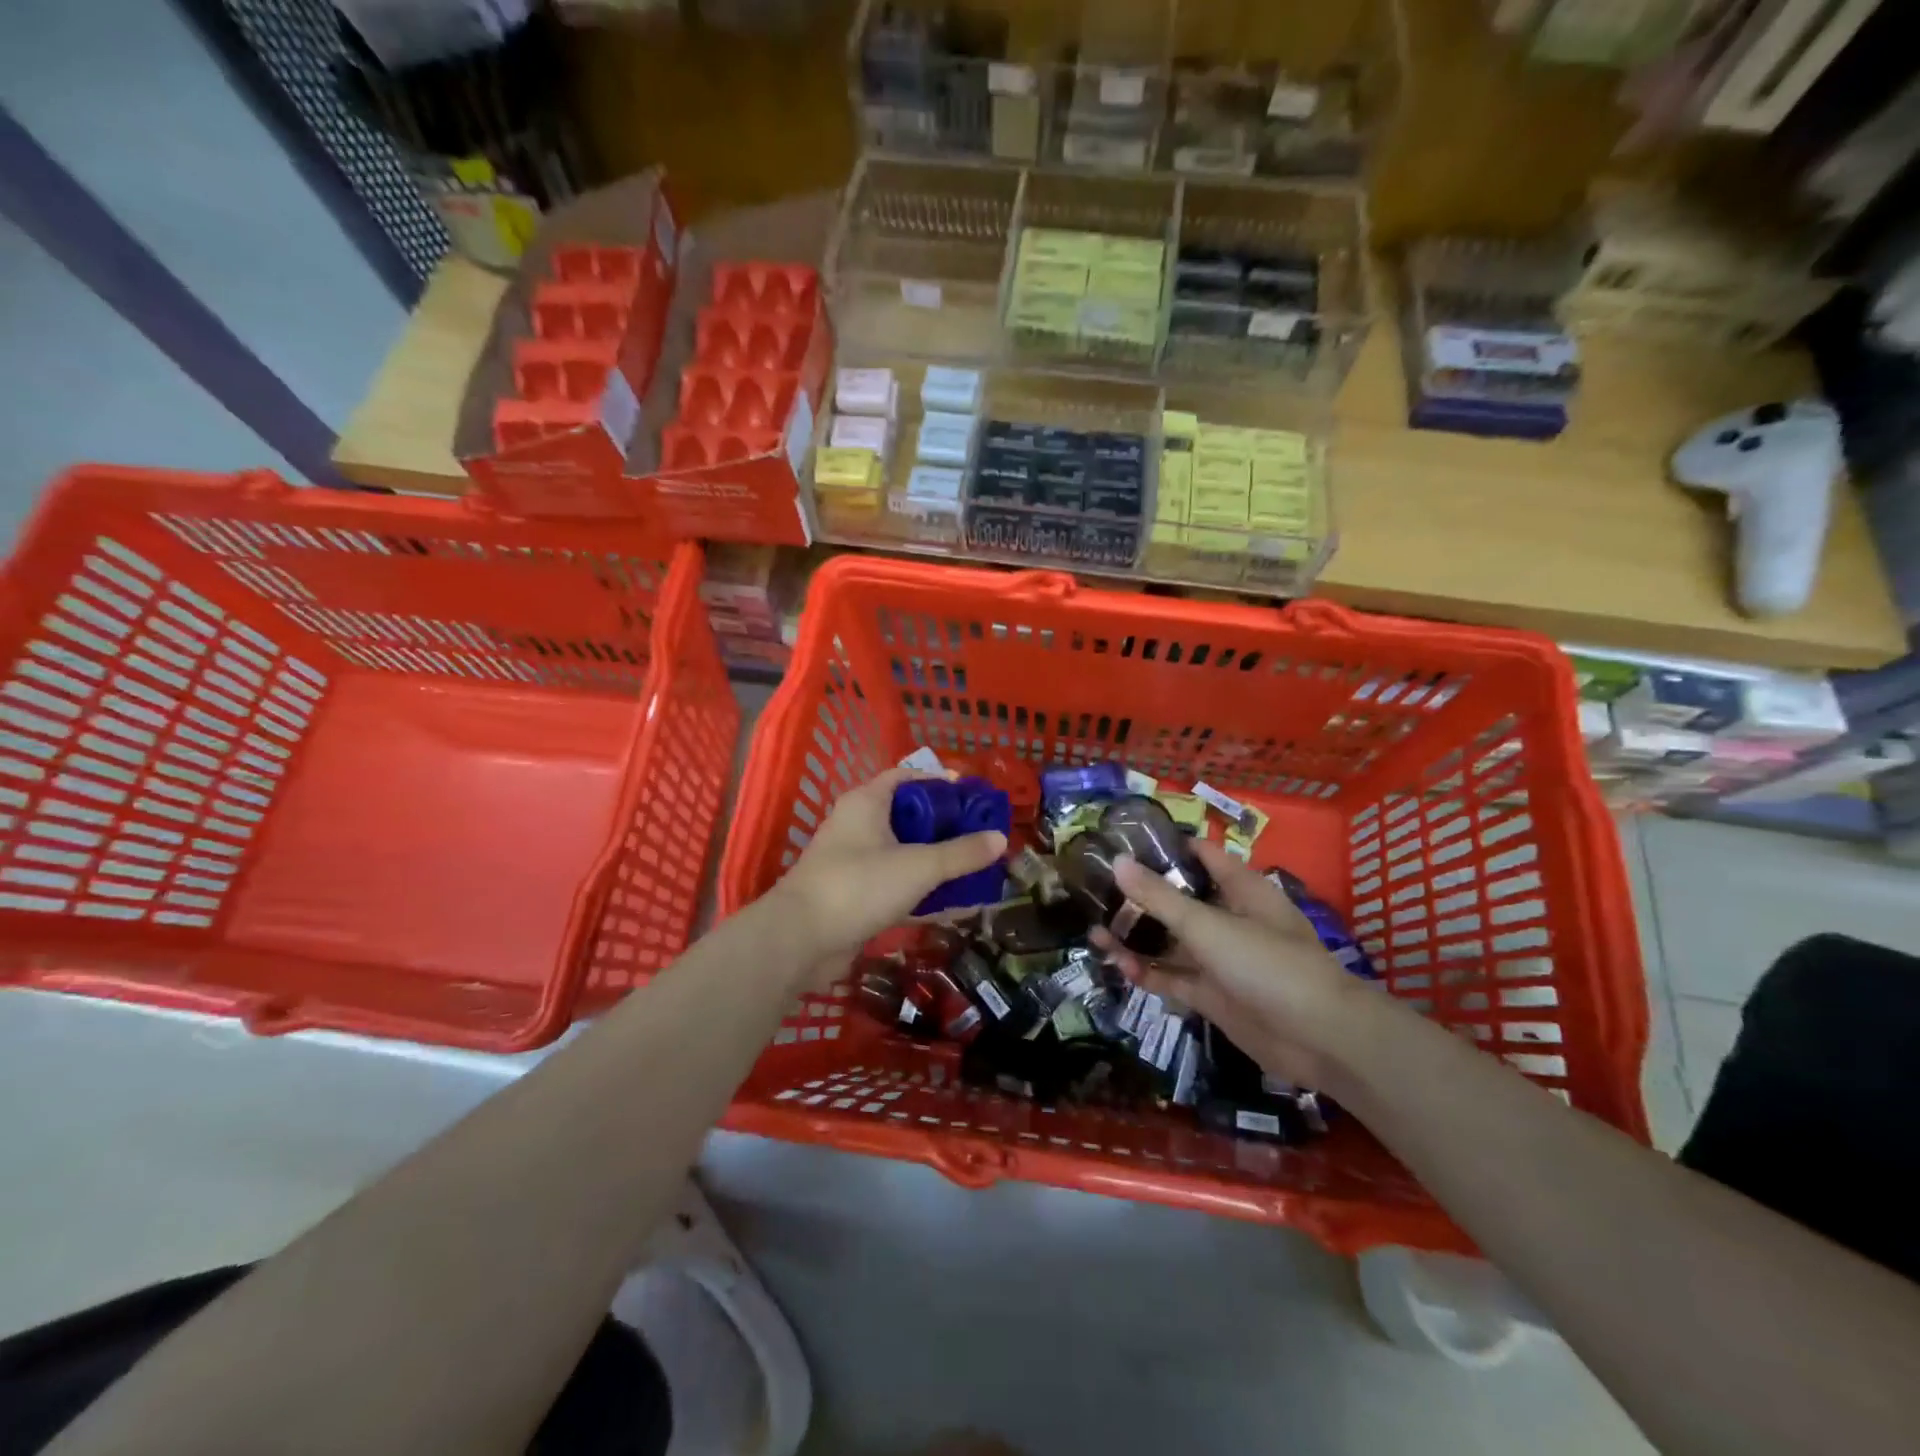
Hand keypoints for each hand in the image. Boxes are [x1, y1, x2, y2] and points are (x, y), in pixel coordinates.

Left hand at [771, 766, 1006, 972]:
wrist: (800, 940)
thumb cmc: (859, 885)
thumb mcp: (918, 866)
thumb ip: (961, 854)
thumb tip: (1000, 838)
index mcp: (867, 802)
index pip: (906, 777)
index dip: (939, 782)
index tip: (972, 796)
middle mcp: (858, 825)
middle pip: (908, 816)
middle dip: (945, 826)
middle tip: (980, 835)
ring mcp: (854, 862)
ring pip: (903, 853)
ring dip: (936, 861)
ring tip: (975, 869)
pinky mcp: (855, 895)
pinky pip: (896, 884)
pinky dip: (922, 891)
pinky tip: (954, 904)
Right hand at [1090, 838, 1369, 1087]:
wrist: (1318, 1039)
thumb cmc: (1267, 964)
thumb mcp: (1208, 926)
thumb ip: (1160, 897)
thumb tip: (1117, 861)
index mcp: (1239, 888)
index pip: (1199, 855)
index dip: (1163, 847)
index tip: (1120, 843)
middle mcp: (1228, 918)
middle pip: (1178, 900)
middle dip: (1139, 897)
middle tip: (1093, 892)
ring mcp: (1220, 958)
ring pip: (1170, 941)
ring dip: (1136, 938)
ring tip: (1094, 931)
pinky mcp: (1212, 994)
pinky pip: (1173, 977)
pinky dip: (1147, 972)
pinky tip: (1118, 966)